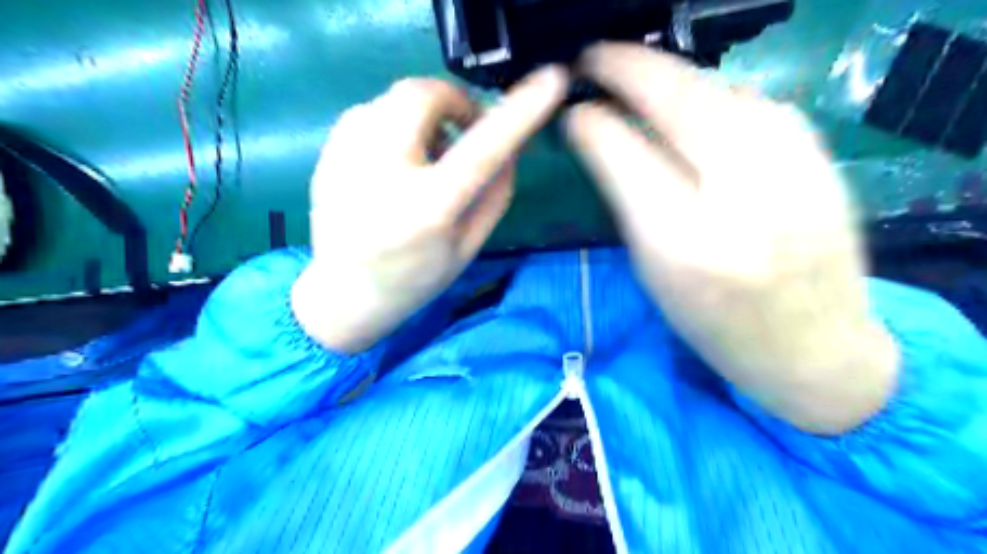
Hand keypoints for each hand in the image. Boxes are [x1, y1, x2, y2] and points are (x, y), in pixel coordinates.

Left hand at [293, 68, 569, 351]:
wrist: (345, 294)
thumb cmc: (415, 278)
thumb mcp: (469, 245)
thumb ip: (496, 193)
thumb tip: (512, 145)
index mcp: (428, 209)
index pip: (482, 148)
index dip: (520, 111)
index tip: (551, 80)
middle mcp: (382, 175)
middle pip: (421, 95)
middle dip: (453, 100)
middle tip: (464, 127)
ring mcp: (345, 160)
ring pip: (392, 99)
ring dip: (422, 115)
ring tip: (427, 154)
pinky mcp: (327, 154)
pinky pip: (368, 113)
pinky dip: (393, 124)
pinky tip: (395, 160)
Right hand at [567, 44, 899, 433]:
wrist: (815, 348)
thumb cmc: (716, 326)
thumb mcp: (655, 272)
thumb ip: (628, 200)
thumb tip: (600, 138)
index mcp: (683, 241)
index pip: (624, 153)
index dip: (591, 121)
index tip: (571, 111)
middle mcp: (741, 195)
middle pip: (676, 99)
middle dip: (627, 67)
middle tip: (594, 58)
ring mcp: (792, 168)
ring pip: (719, 89)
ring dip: (670, 75)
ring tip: (637, 75)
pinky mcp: (821, 157)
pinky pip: (755, 102)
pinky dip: (714, 92)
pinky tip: (695, 101)